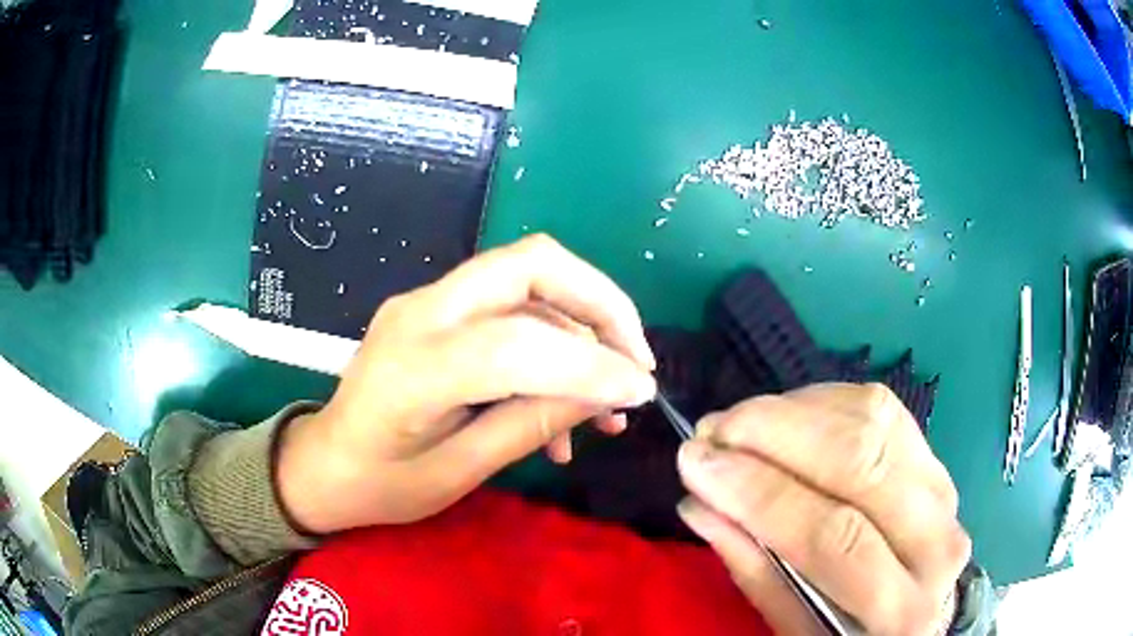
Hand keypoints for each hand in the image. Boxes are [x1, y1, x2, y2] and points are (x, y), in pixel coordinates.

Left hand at [278, 235, 656, 533]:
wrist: (324, 463)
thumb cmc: (381, 484)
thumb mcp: (459, 473)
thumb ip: (532, 424)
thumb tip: (608, 395)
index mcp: (415, 368)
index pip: (520, 342)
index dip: (592, 363)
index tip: (641, 392)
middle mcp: (421, 312)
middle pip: (532, 263)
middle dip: (600, 302)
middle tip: (634, 358)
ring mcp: (426, 301)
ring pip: (527, 278)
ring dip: (581, 326)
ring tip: (604, 402)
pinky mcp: (435, 308)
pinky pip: (510, 306)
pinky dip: (552, 341)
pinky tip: (561, 402)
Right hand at [676, 384, 969, 635]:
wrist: (914, 612)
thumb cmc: (845, 632)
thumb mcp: (793, 627)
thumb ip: (754, 567)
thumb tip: (699, 501)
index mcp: (900, 611)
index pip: (831, 535)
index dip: (760, 491)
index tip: (697, 461)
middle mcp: (937, 541)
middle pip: (860, 461)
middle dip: (774, 434)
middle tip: (712, 430)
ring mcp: (945, 490)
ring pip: (873, 420)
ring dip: (794, 410)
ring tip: (739, 422)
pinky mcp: (936, 458)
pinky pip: (882, 408)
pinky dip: (824, 402)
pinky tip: (784, 416)